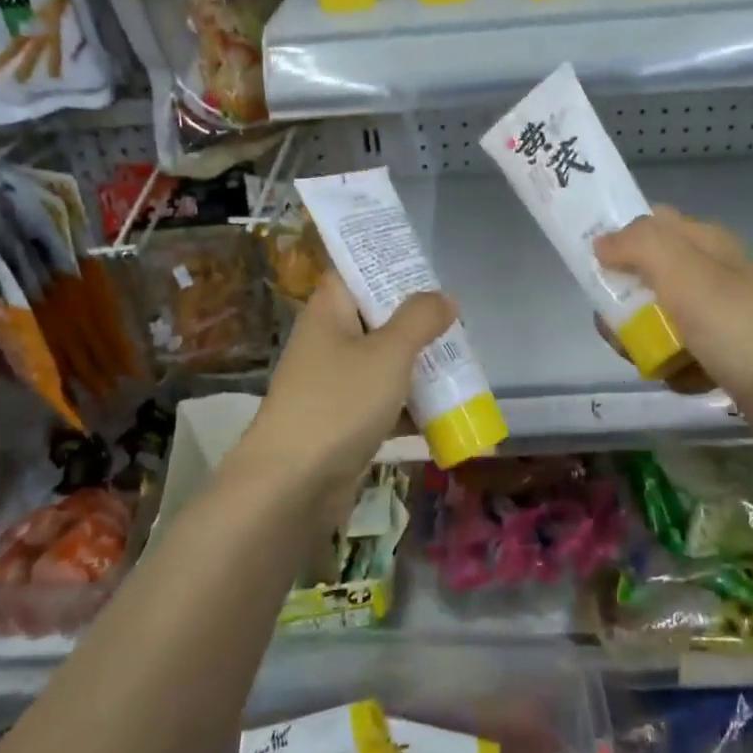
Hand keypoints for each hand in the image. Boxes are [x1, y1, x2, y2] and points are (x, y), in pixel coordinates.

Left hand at [241, 271, 454, 494]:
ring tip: (461, 365)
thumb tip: (443, 297)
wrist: (291, 487)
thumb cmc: (339, 403)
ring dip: (418, 366)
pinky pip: (382, 403)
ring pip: (383, 363)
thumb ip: (419, 320)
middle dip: (416, 323)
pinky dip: (410, 406)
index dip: (387, 266)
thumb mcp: (388, 353)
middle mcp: (328, 342)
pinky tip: (446, 413)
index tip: (427, 270)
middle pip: (375, 319)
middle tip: (456, 324)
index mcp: (328, 312)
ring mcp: (333, 384)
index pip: (354, 272)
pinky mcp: (342, 423)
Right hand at [593, 205, 752, 453]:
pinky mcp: (729, 355)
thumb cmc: (745, 333)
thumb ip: (640, 245)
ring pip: (659, 319)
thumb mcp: (686, 276)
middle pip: (645, 276)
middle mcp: (712, 273)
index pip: (648, 222)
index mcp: (705, 243)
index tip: (593, 271)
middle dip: (624, 305)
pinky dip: (676, 367)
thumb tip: (602, 241)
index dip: (617, 238)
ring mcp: (722, 316)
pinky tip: (687, 381)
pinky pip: (683, 353)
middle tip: (623, 332)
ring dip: (646, 342)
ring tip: (655, 364)